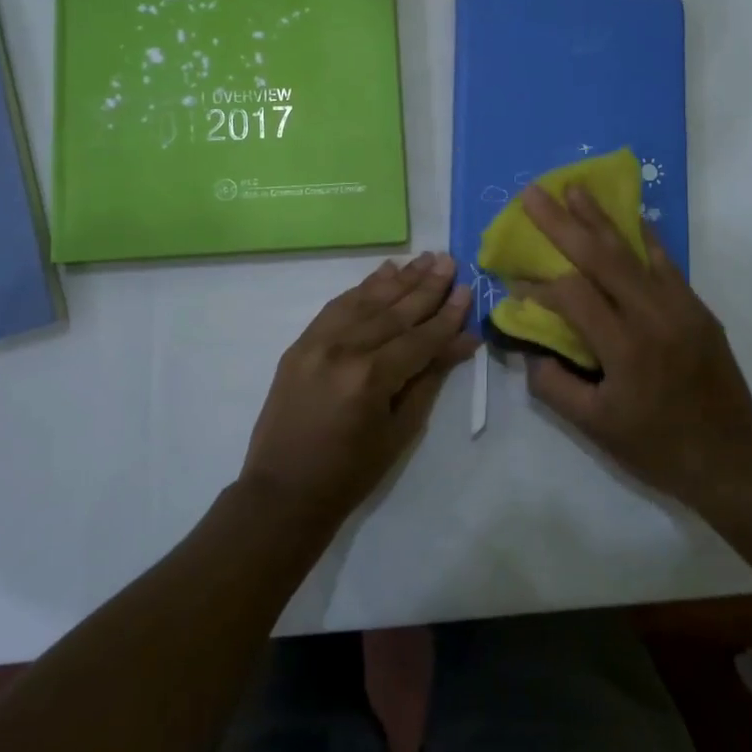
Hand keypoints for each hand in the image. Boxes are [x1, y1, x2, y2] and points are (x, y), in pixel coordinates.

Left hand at [241, 253, 476, 522]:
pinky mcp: (300, 343)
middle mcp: (343, 350)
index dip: (447, 315)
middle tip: (449, 260)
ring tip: (423, 258)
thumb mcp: (400, 430)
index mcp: (370, 378)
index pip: (419, 337)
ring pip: (365, 301)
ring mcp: (316, 343)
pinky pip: (336, 306)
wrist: (283, 492)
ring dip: (397, 279)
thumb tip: (463, 340)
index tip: (467, 290)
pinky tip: (382, 273)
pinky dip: (361, 288)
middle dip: (426, 286)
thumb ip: (430, 378)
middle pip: (394, 311)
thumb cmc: (351, 473)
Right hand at [517, 185, 751, 516]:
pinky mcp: (697, 307)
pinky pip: (665, 262)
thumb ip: (554, 385)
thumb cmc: (658, 447)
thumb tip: (530, 349)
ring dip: (601, 218)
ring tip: (576, 189)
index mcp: (625, 348)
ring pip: (635, 250)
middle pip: (601, 257)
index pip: (573, 296)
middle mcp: (654, 316)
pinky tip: (630, 217)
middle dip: (563, 222)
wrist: (733, 459)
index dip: (539, 286)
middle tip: (534, 193)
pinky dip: (643, 237)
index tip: (515, 283)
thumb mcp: (595, 427)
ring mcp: (681, 306)